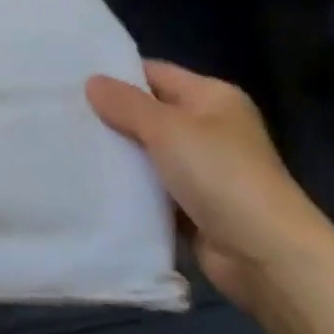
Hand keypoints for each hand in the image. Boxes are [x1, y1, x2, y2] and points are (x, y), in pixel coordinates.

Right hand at [87, 61, 333, 314]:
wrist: (269, 259)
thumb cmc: (221, 176)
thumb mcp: (167, 129)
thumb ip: (126, 104)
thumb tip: (91, 82)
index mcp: (212, 98)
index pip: (155, 73)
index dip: (117, 75)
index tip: (73, 80)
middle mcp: (209, 129)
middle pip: (150, 113)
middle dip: (112, 116)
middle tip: (64, 113)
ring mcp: (204, 171)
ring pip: (149, 153)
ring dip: (119, 155)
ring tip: (70, 146)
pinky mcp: (195, 209)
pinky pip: (154, 189)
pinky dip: (131, 189)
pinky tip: (94, 184)